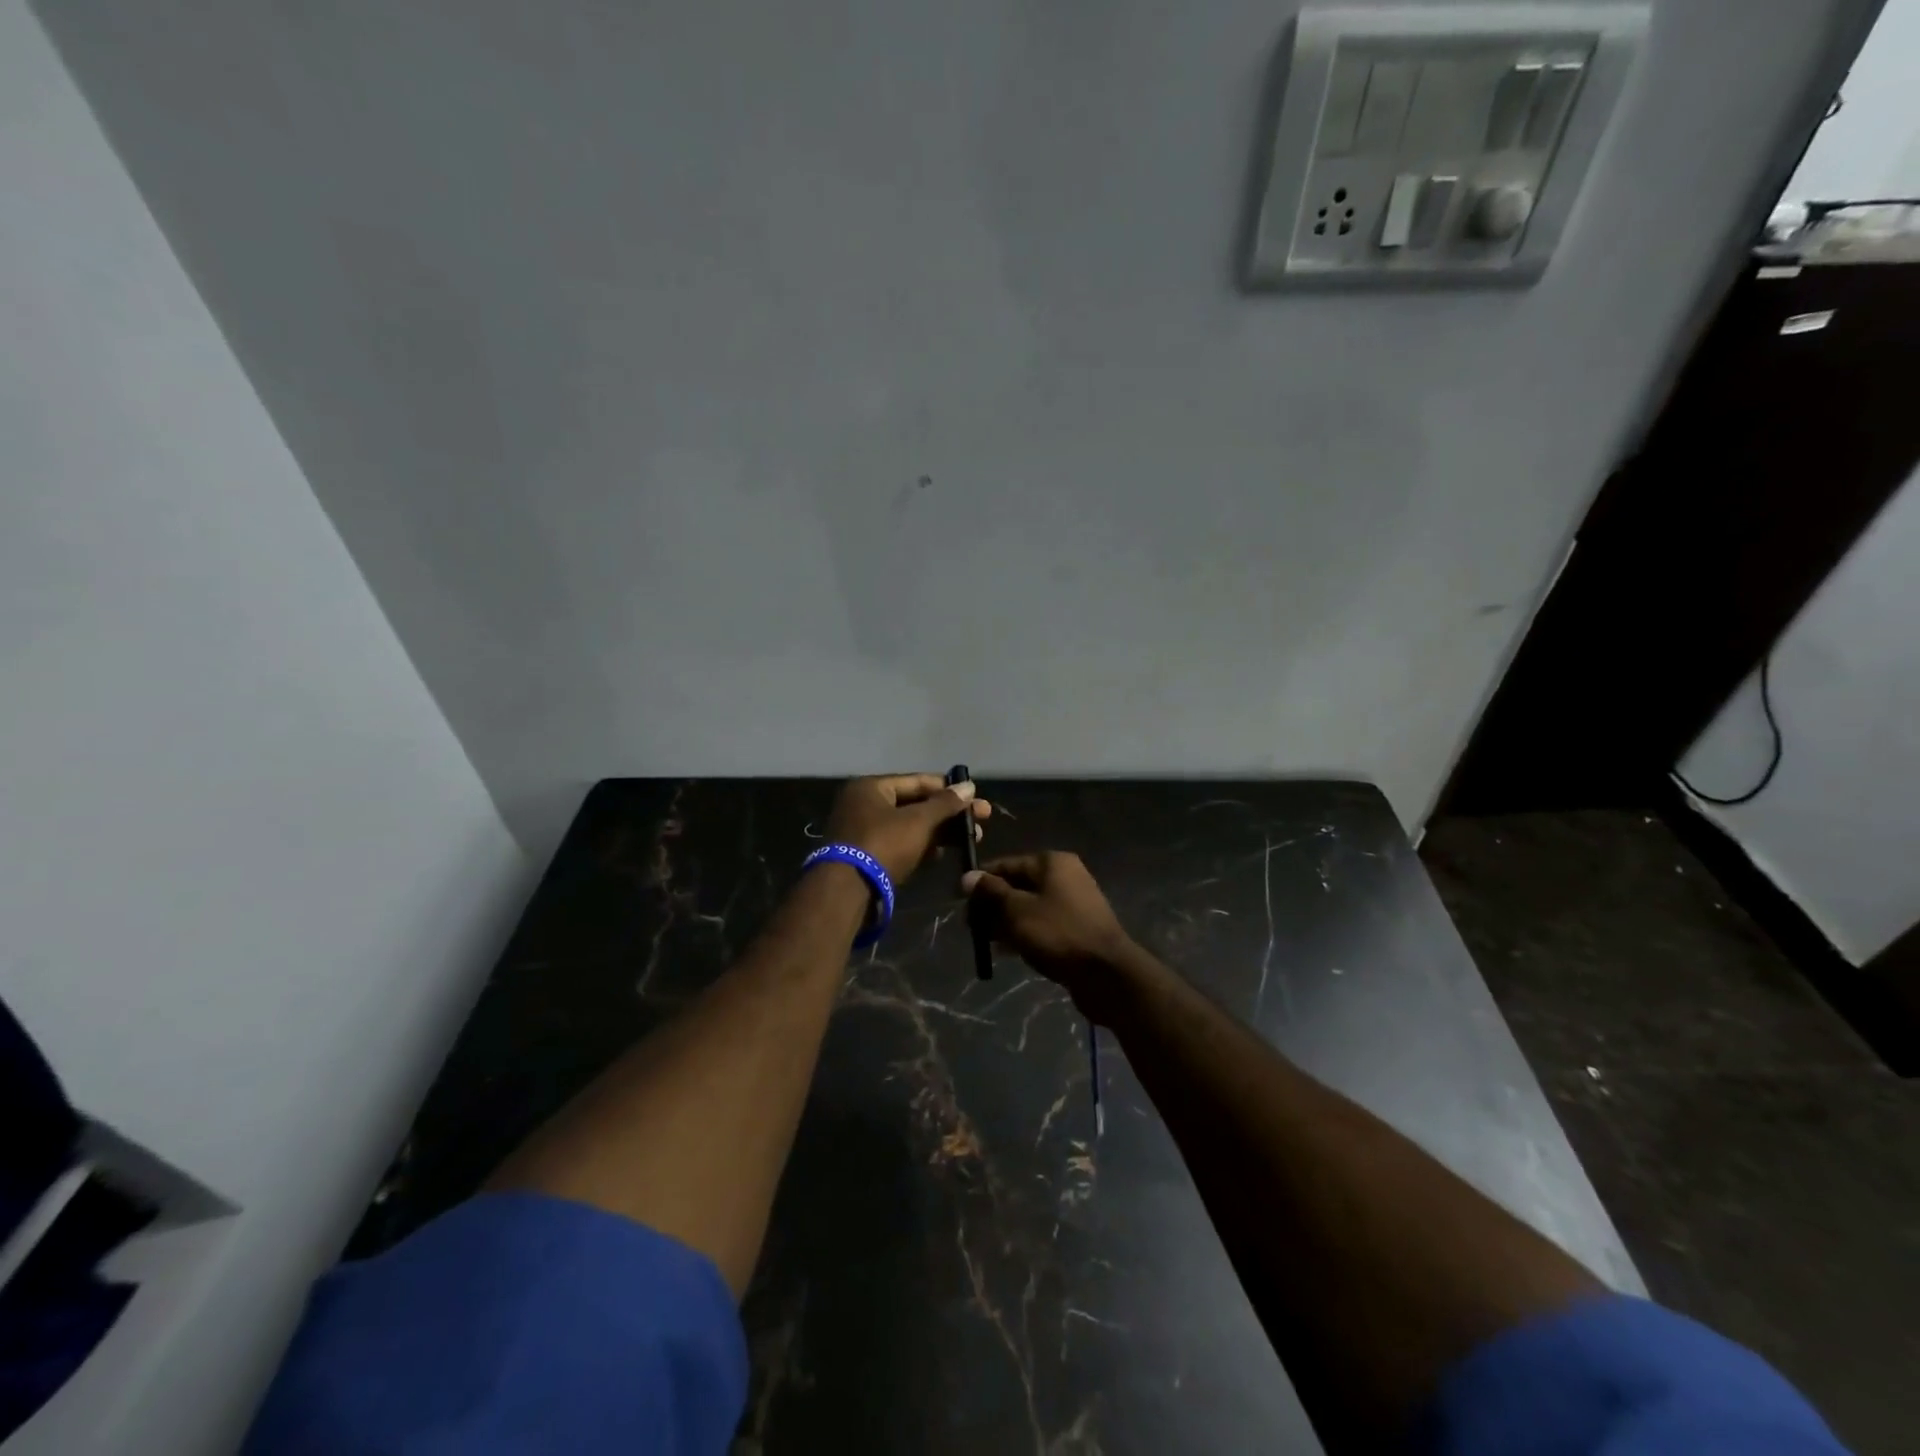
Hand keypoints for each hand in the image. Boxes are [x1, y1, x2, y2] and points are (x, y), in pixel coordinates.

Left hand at [825, 773, 990, 885]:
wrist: (847, 891)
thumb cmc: (883, 844)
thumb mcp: (918, 821)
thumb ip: (945, 804)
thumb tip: (969, 786)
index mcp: (871, 787)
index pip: (918, 781)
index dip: (949, 789)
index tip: (976, 797)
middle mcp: (864, 804)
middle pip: (915, 804)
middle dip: (948, 814)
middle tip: (981, 821)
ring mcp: (863, 831)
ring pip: (909, 826)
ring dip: (938, 832)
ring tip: (969, 840)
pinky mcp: (866, 856)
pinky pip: (899, 844)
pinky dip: (920, 846)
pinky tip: (941, 854)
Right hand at [962, 852, 1138, 1020]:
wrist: (1106, 974)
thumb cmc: (1058, 934)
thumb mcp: (1017, 911)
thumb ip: (991, 892)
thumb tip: (967, 876)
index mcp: (1051, 863)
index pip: (1006, 864)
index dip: (980, 882)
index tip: (958, 901)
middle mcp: (1064, 876)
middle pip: (1017, 885)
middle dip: (992, 905)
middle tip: (970, 927)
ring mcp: (1073, 902)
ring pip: (1028, 907)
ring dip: (1005, 922)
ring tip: (985, 942)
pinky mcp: (1076, 928)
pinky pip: (1042, 924)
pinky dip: (1023, 933)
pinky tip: (1006, 952)